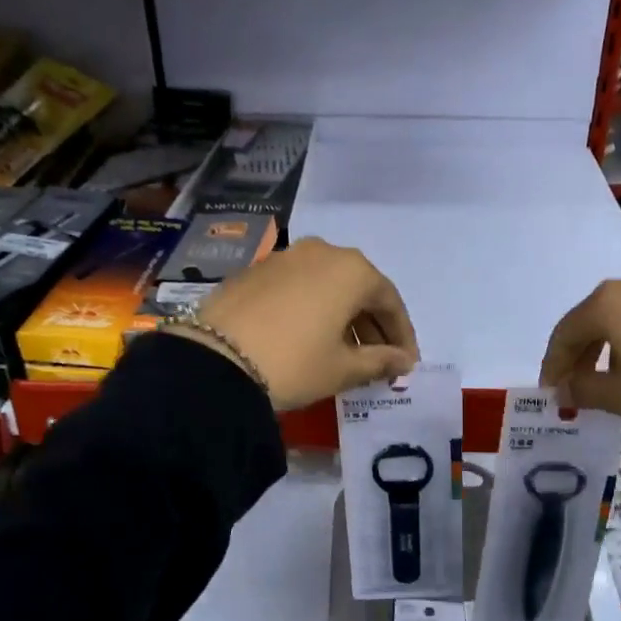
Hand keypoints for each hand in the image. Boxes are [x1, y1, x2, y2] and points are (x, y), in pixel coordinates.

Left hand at [166, 237, 418, 410]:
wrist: (214, 359)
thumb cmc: (295, 362)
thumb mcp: (342, 369)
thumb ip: (380, 362)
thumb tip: (403, 361)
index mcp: (352, 270)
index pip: (390, 302)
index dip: (402, 336)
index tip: (406, 364)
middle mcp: (322, 252)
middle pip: (359, 289)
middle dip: (372, 326)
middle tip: (379, 360)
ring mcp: (285, 257)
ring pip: (328, 286)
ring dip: (342, 317)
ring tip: (344, 353)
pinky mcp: (256, 270)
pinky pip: (299, 288)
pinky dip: (313, 310)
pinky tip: (309, 338)